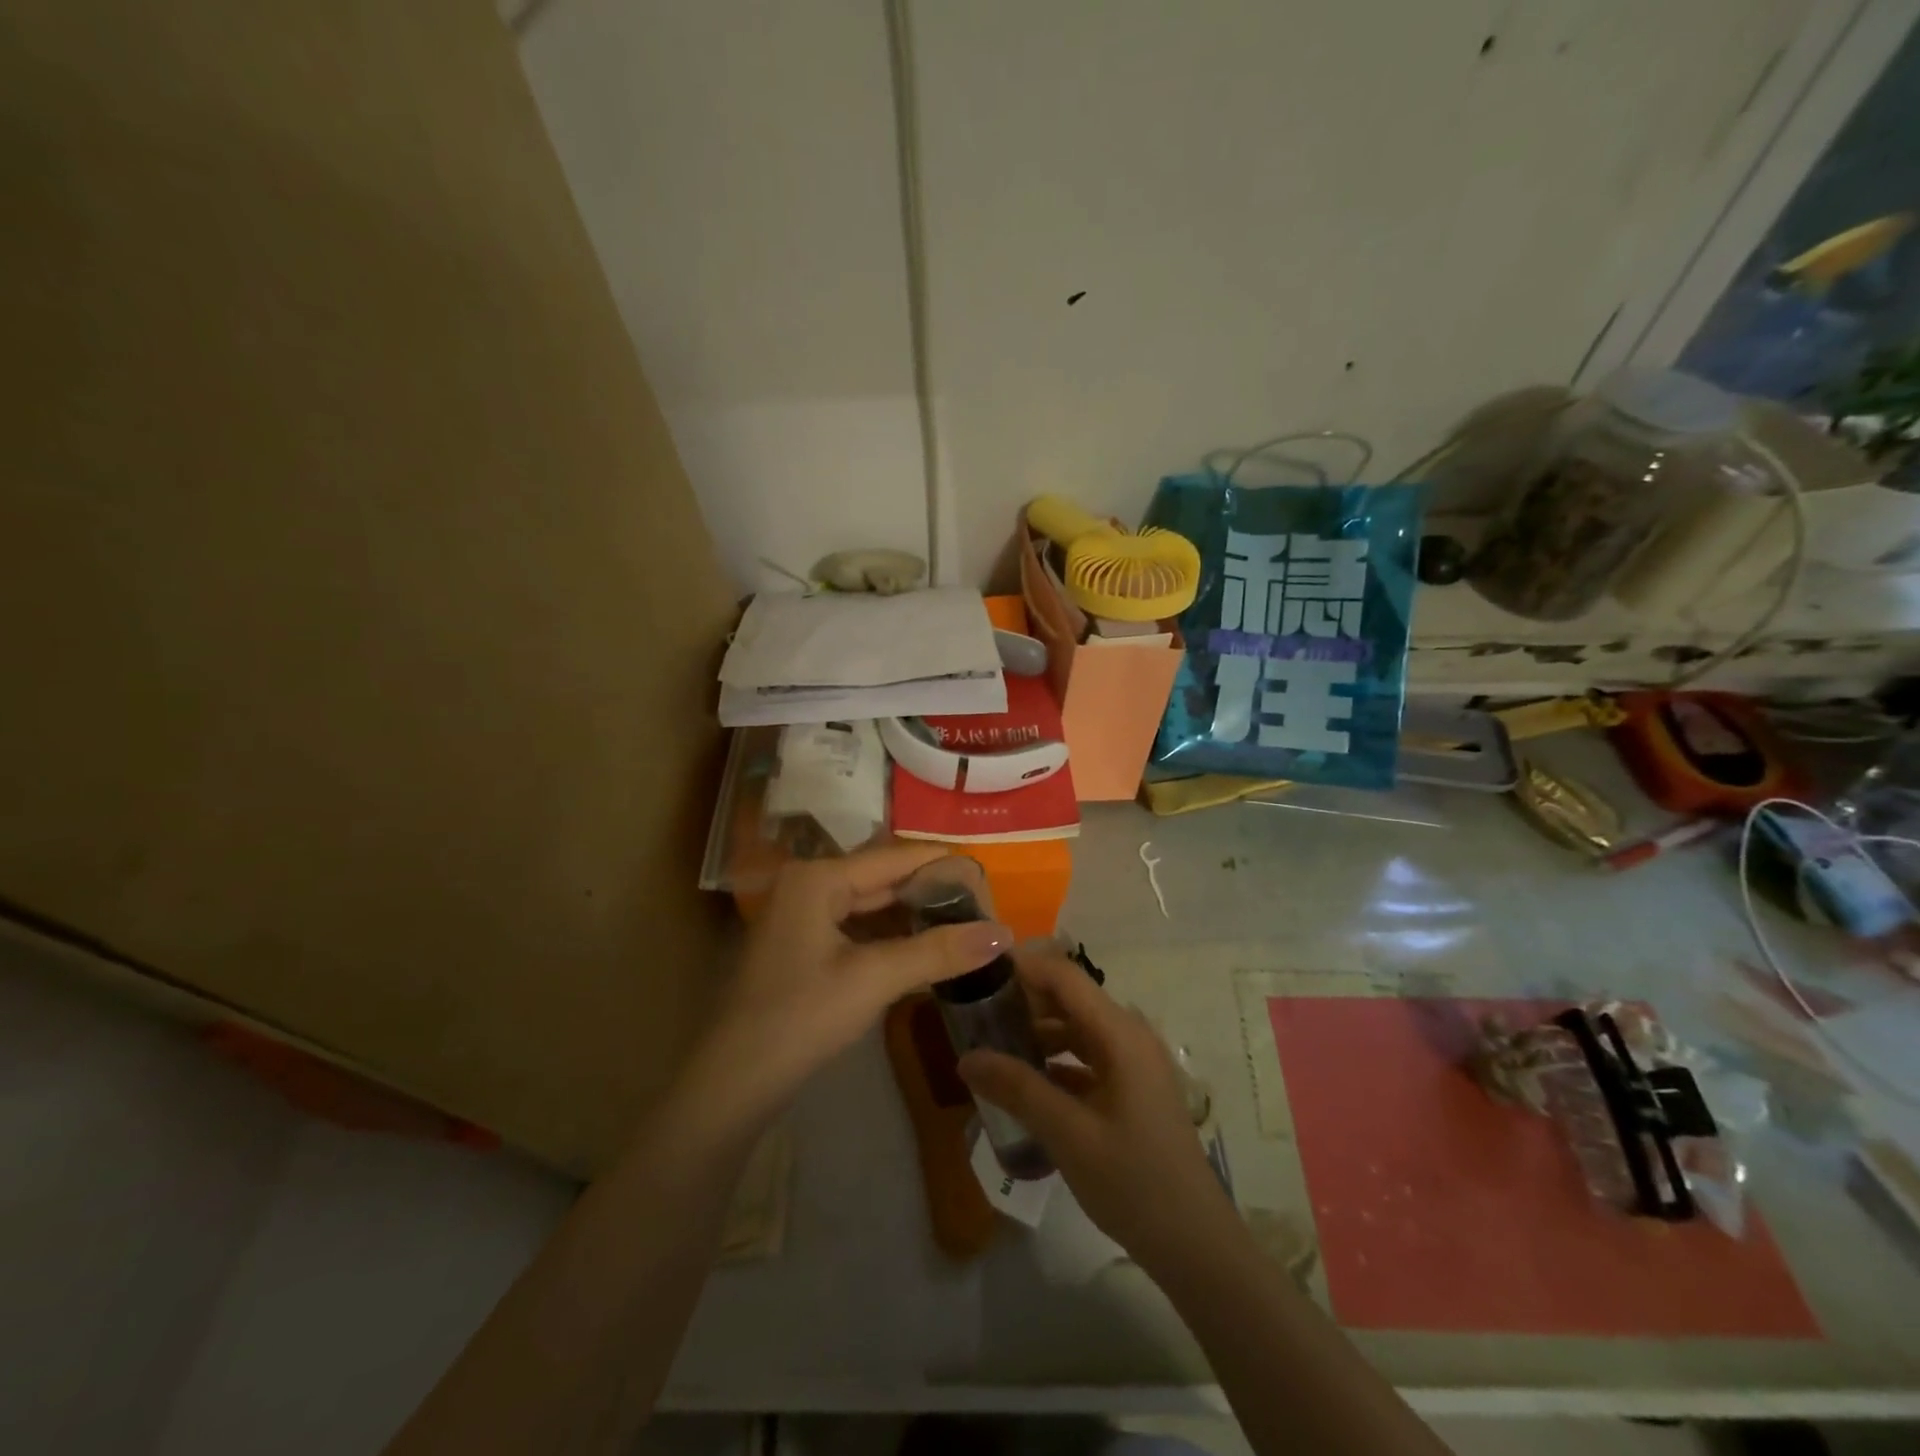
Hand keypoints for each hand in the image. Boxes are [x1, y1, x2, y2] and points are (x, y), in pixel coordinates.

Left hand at [689, 844, 1012, 1131]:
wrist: (734, 1082)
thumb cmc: (801, 1017)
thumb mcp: (874, 979)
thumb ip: (939, 951)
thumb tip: (1005, 932)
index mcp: (818, 877)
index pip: (894, 857)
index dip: (942, 863)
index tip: (988, 874)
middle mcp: (808, 885)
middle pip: (882, 879)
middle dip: (930, 892)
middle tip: (983, 905)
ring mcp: (802, 916)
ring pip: (871, 906)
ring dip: (913, 916)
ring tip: (964, 925)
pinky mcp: (804, 947)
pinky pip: (857, 929)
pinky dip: (891, 938)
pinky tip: (925, 949)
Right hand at [957, 951, 1236, 1272]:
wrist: (1195, 1246)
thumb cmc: (1135, 1183)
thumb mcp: (1069, 1135)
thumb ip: (1017, 1089)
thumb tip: (966, 1057)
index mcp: (1120, 1034)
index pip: (1064, 977)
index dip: (1023, 967)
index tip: (978, 972)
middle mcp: (1129, 1036)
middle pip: (1069, 999)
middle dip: (1023, 1001)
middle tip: (975, 1014)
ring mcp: (1132, 1063)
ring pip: (1076, 1029)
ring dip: (1036, 1032)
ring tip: (991, 1046)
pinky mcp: (1131, 1089)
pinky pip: (1085, 1058)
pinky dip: (1054, 1062)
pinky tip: (1023, 1082)